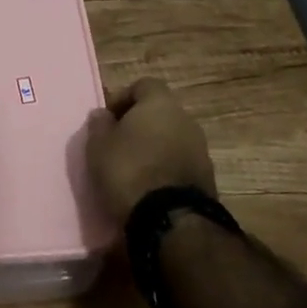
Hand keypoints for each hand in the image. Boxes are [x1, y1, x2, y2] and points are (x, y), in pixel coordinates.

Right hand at [85, 78, 216, 224]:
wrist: (173, 222)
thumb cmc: (130, 171)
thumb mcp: (98, 147)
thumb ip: (99, 125)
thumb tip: (103, 114)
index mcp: (160, 102)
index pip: (143, 85)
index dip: (123, 99)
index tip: (108, 120)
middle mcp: (185, 119)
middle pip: (159, 113)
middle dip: (139, 125)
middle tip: (118, 144)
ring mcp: (201, 149)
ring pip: (171, 139)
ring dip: (154, 148)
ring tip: (132, 170)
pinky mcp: (208, 178)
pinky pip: (180, 163)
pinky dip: (166, 170)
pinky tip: (149, 188)